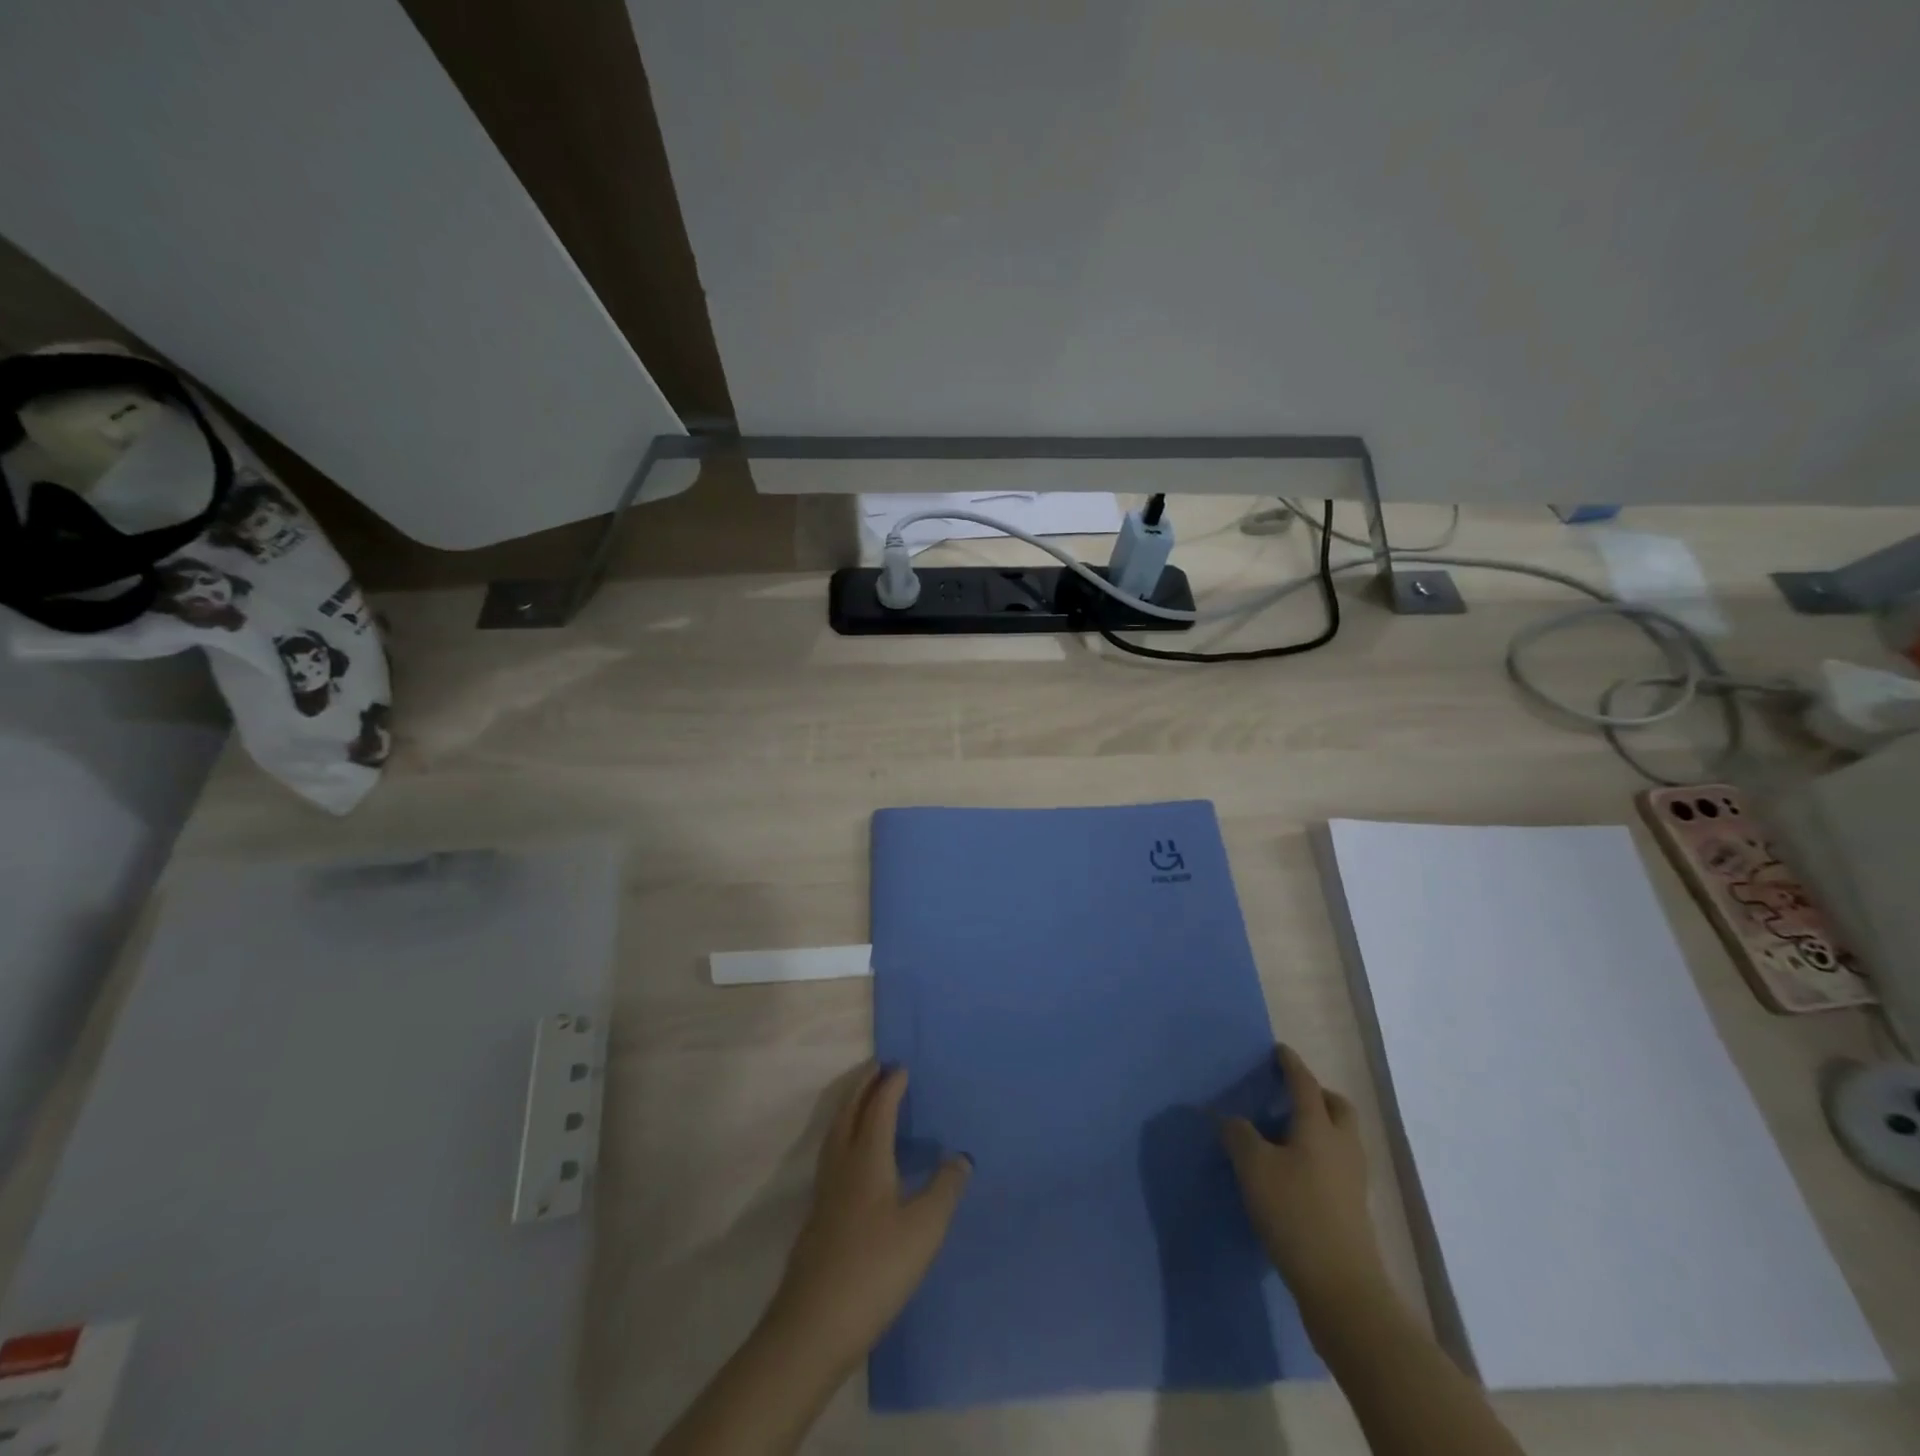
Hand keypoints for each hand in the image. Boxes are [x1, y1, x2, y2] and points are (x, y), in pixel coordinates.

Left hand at [766, 1064, 970, 1375]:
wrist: (813, 1326)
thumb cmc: (875, 1269)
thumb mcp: (924, 1230)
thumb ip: (944, 1189)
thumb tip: (959, 1156)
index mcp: (867, 1159)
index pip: (878, 1109)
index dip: (890, 1086)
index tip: (901, 1067)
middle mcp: (842, 1165)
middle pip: (848, 1113)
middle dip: (863, 1086)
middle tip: (877, 1067)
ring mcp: (825, 1191)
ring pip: (835, 1133)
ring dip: (849, 1108)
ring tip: (862, 1099)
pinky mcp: (818, 1216)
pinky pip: (832, 1153)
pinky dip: (844, 1134)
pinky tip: (853, 1157)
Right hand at [1220, 1044, 1386, 1304]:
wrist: (1342, 1288)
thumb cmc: (1295, 1214)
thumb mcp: (1254, 1168)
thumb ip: (1239, 1135)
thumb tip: (1231, 1119)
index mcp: (1319, 1127)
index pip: (1305, 1084)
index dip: (1291, 1065)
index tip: (1279, 1050)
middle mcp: (1342, 1146)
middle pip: (1337, 1107)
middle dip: (1316, 1094)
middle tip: (1289, 1094)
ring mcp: (1353, 1179)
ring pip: (1340, 1137)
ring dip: (1319, 1125)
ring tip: (1286, 1132)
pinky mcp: (1353, 1208)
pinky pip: (1337, 1163)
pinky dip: (1318, 1154)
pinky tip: (1294, 1170)